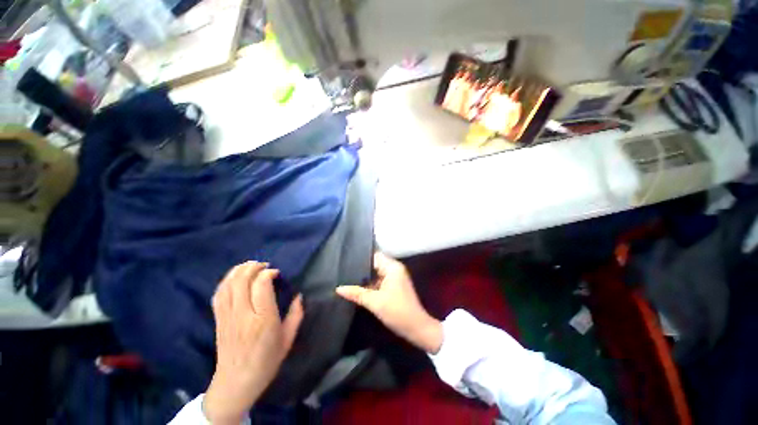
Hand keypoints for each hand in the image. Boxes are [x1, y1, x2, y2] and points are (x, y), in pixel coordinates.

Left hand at [204, 262, 303, 424]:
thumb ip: (296, 314)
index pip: (261, 285)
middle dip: (253, 267)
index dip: (268, 273)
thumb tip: (299, 296)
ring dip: (239, 270)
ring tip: (250, 266)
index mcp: (263, 319)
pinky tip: (234, 277)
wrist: (236, 382)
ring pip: (228, 284)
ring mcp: (227, 316)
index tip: (276, 273)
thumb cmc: (267, 361)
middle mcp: (243, 314)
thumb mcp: (288, 339)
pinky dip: (226, 281)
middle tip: (264, 265)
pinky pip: (218, 294)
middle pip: (242, 280)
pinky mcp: (218, 319)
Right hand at [336, 252, 442, 353]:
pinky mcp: (394, 286)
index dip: (360, 259)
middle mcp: (394, 269)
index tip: (345, 262)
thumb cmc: (397, 311)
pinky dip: (370, 284)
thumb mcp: (375, 302)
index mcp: (392, 267)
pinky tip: (357, 288)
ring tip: (346, 279)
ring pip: (376, 274)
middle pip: (374, 264)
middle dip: (360, 269)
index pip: (374, 257)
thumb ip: (356, 293)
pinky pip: (379, 281)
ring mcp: (395, 278)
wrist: (417, 328)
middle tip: (343, 272)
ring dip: (365, 278)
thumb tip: (338, 288)